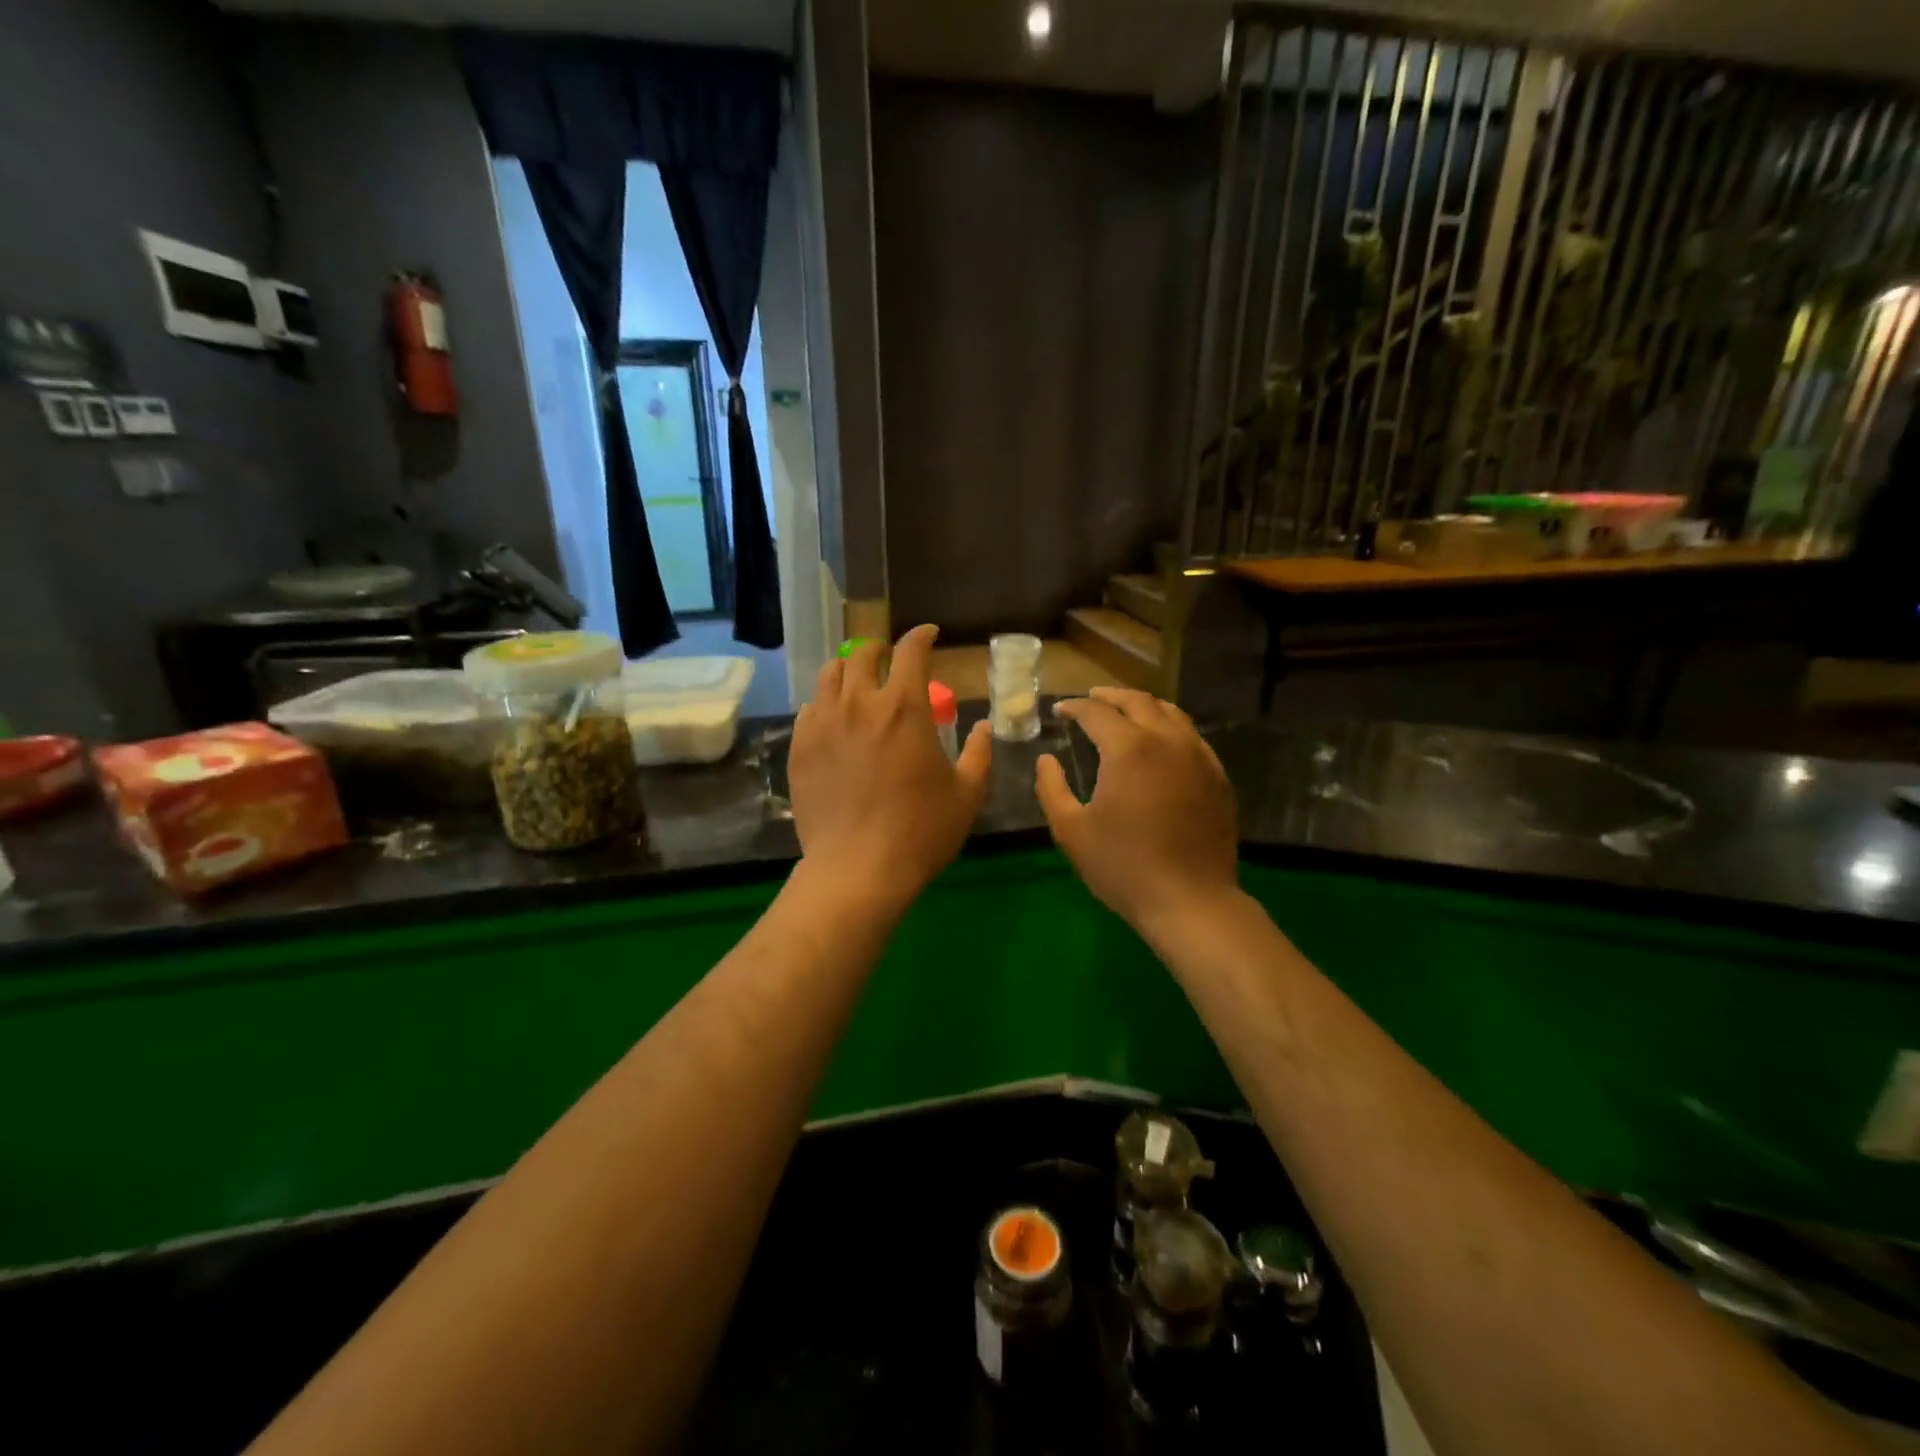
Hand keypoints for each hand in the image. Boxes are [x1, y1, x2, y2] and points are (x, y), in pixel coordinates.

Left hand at [789, 625, 991, 912]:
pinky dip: (825, 702)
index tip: (928, 634)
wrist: (857, 869)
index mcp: (904, 708)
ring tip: (858, 682)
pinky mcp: (800, 747)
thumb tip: (982, 727)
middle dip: (881, 649)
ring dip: (849, 670)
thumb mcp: (967, 795)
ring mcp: (823, 724)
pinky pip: (809, 708)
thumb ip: (979, 754)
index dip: (921, 635)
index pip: (911, 651)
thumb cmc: (921, 831)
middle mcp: (860, 704)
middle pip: (863, 654)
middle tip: (890, 660)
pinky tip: (834, 719)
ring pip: (830, 675)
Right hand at [1034, 687, 1239, 934]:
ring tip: (1125, 712)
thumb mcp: (1071, 830)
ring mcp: (1199, 756)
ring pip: (1171, 713)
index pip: (1097, 712)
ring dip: (1143, 706)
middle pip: (1138, 701)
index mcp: (1129, 748)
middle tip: (1091, 700)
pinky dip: (1170, 728)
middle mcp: (1167, 740)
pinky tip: (1161, 743)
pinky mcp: (1217, 776)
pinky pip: (1192, 737)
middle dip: (1110, 696)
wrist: (1190, 900)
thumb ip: (1051, 788)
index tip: (1060, 711)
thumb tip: (1046, 760)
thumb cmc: (1123, 866)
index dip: (1074, 707)